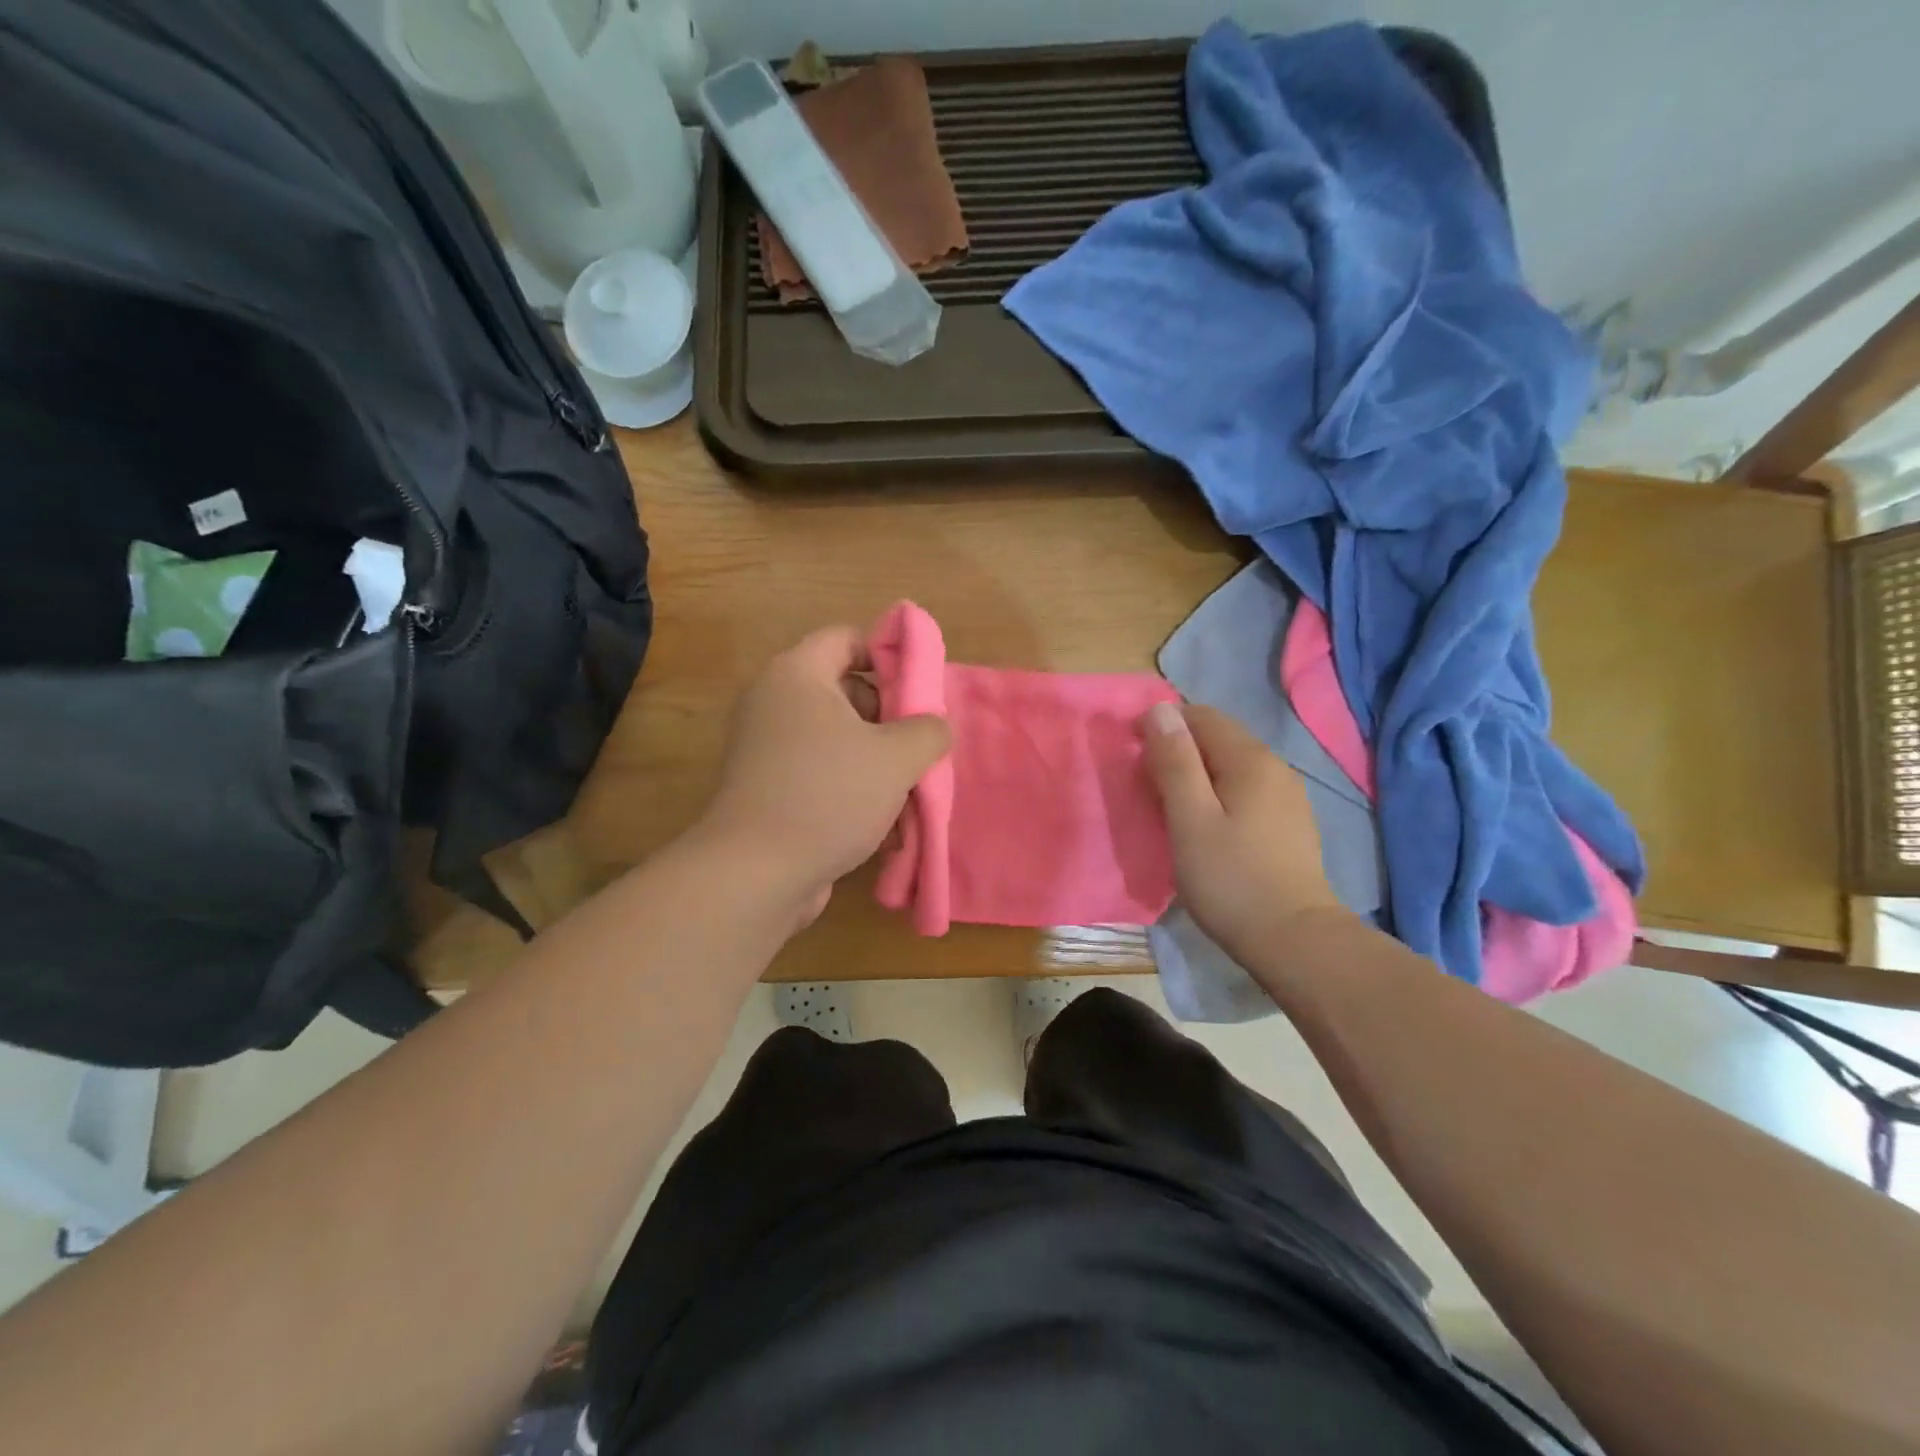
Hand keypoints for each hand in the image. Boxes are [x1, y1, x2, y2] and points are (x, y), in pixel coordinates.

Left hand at [695, 626, 949, 922]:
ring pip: (836, 737)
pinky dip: (850, 787)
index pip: (846, 638)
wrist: (756, 873)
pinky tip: (884, 824)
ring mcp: (765, 747)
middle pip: (844, 689)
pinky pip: (819, 771)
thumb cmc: (829, 795)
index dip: (889, 656)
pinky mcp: (766, 787)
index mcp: (797, 674)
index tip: (921, 691)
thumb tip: (934, 726)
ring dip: (876, 760)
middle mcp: (773, 701)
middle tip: (919, 745)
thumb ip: (928, 729)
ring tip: (909, 792)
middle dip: (889, 717)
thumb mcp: (897, 757)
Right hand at [1143, 701, 1350, 965]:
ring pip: (1231, 766)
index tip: (1135, 758)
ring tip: (1171, 809)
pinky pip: (1244, 790)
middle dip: (1178, 751)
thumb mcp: (1189, 818)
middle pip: (1217, 738)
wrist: (1294, 940)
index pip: (1200, 716)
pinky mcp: (1289, 824)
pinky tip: (1207, 827)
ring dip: (1196, 775)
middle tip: (1148, 790)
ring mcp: (1287, 796)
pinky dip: (1218, 796)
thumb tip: (1160, 709)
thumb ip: (1174, 761)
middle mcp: (1274, 767)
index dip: (1162, 726)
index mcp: (1250, 759)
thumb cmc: (1231, 879)